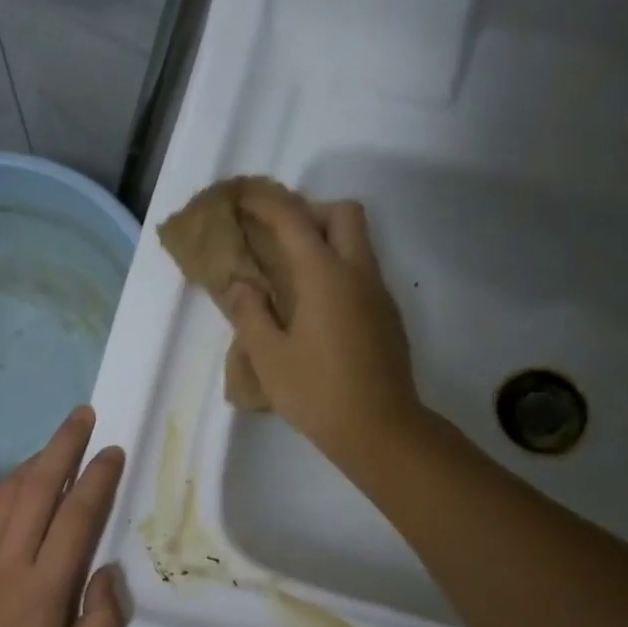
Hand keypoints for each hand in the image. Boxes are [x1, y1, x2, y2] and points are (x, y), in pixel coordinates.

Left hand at [0, 408, 127, 626]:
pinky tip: (19, 484)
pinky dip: (6, 487)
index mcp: (44, 586)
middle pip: (40, 486)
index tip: (112, 451)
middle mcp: (10, 557)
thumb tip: (108, 571)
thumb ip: (103, 622)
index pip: (77, 517)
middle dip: (64, 445)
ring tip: (58, 442)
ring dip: (36, 460)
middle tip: (83, 415)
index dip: (97, 479)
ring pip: (10, 490)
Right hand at [222, 192, 421, 465]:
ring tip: (290, 272)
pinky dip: (337, 267)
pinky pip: (362, 271)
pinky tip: (315, 306)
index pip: (293, 219)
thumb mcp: (269, 357)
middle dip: (309, 211)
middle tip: (277, 237)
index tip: (241, 196)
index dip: (265, 201)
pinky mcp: (387, 316)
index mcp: (325, 276)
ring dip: (326, 239)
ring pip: (358, 241)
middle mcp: (358, 272)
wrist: (381, 430)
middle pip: (343, 213)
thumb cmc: (318, 393)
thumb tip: (239, 285)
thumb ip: (250, 313)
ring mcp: (379, 293)